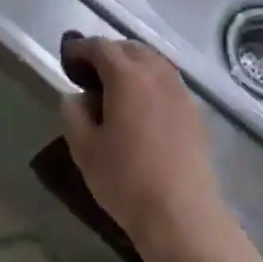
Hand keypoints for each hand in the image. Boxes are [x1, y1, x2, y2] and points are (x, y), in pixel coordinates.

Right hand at [58, 36, 230, 260]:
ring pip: (152, 61)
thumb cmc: (126, 180)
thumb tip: (77, 96)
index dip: (81, 48)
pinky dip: (150, 81)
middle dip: (108, 53)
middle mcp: (156, 73)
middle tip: (90, 74)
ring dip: (131, 65)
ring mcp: (180, 90)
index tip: (68, 59)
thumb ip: (74, 113)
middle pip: (129, 48)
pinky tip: (142, 106)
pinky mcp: (194, 110)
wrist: (182, 215)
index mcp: (126, 76)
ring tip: (116, 88)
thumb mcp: (85, 149)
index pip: (100, 46)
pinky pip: (167, 81)